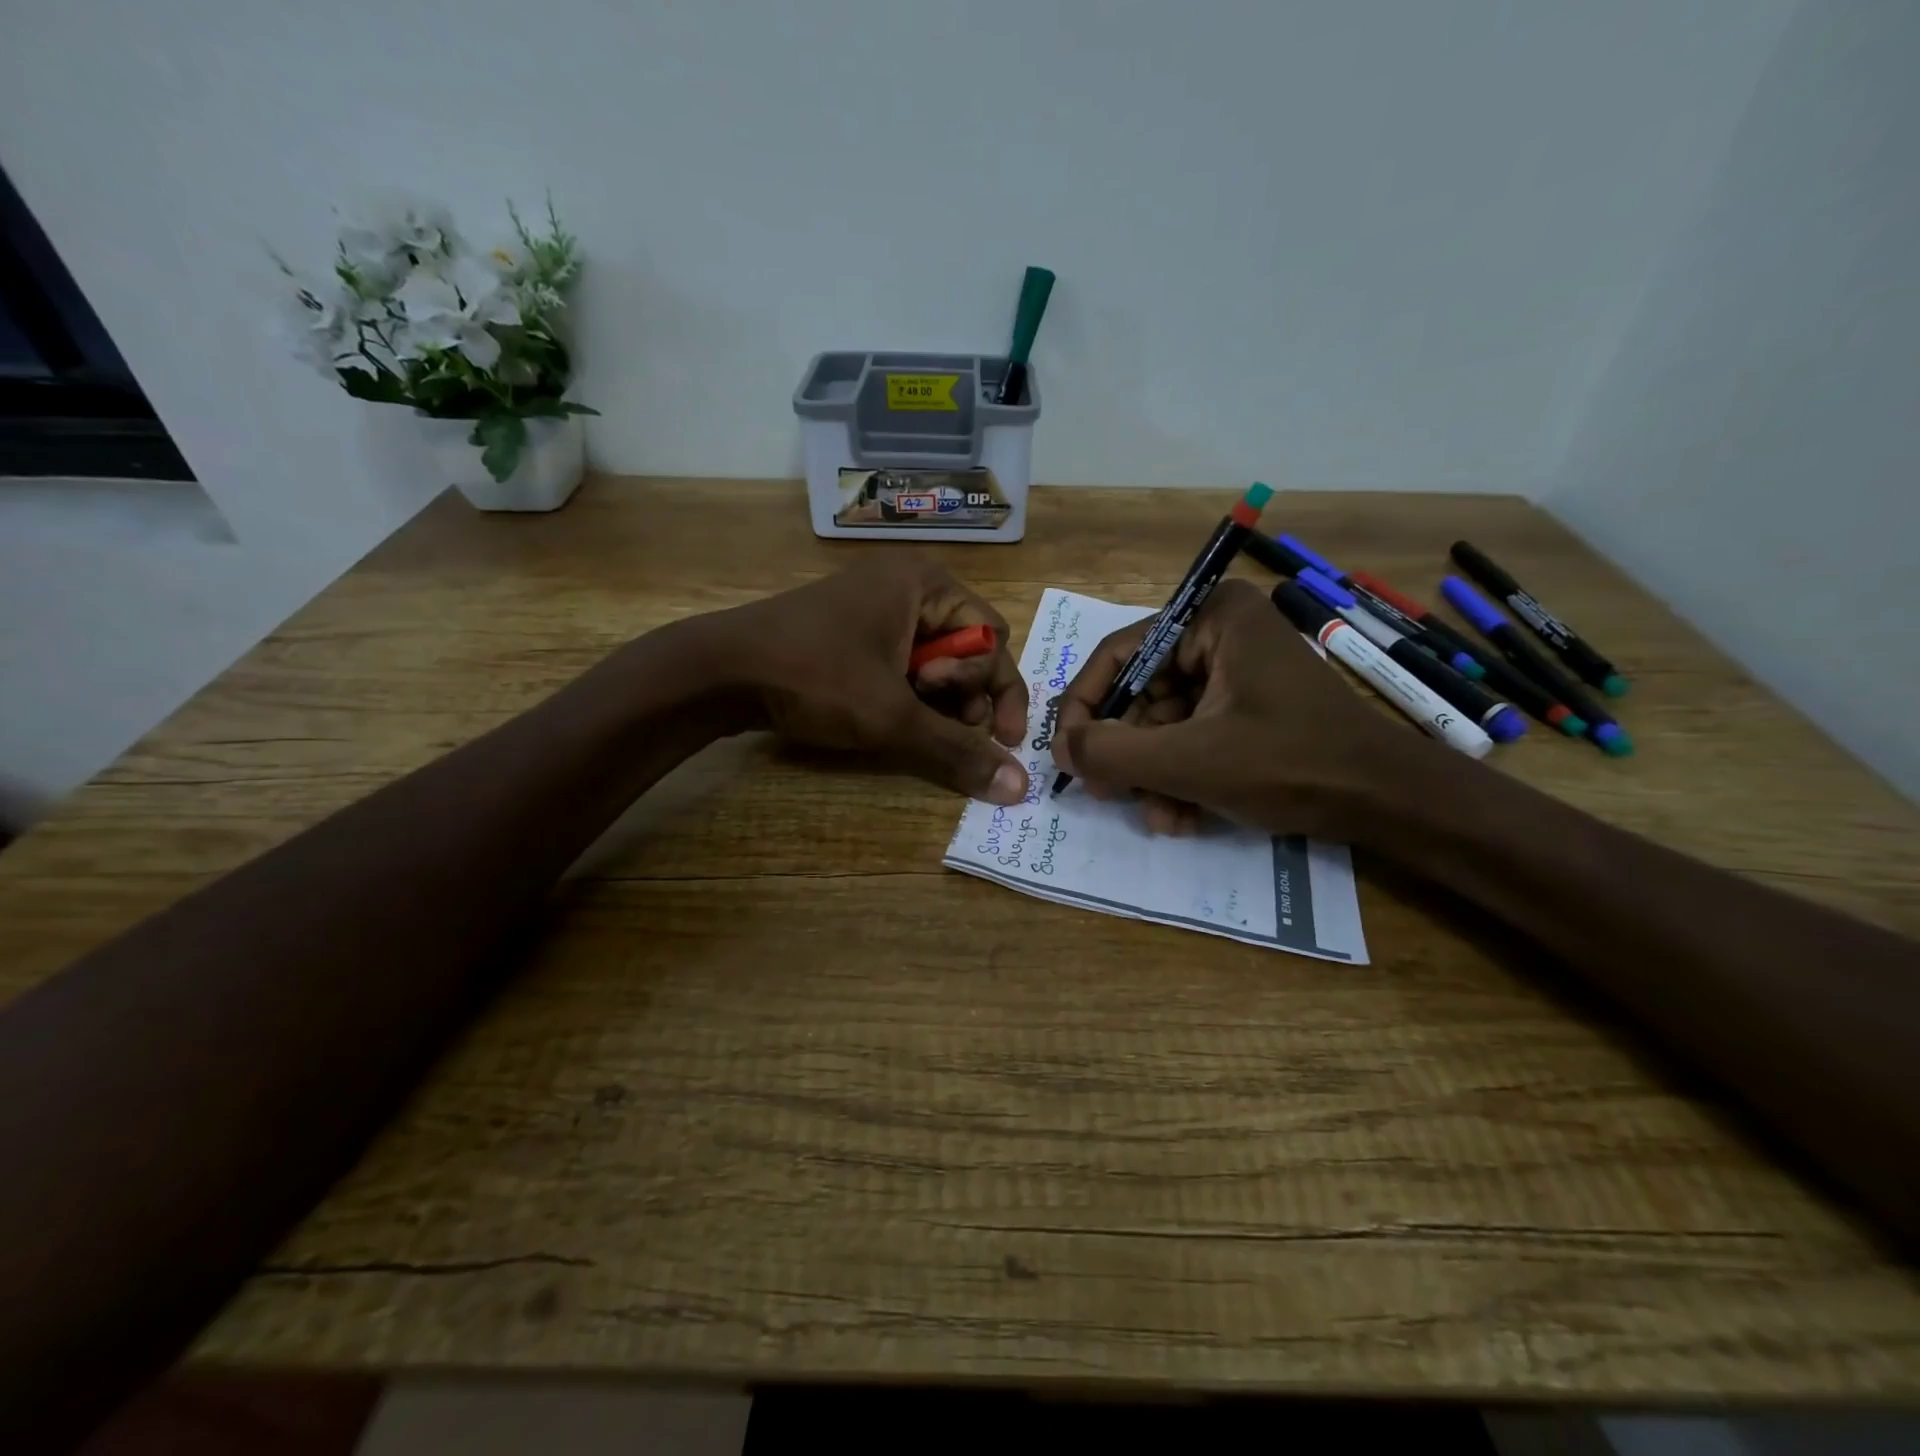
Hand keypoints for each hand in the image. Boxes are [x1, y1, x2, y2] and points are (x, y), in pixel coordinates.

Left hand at [707, 555, 1030, 803]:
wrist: (717, 670)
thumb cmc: (815, 676)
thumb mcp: (892, 717)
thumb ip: (958, 751)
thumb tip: (1019, 789)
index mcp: (927, 584)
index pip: (993, 637)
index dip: (999, 690)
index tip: (996, 738)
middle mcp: (907, 586)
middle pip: (966, 648)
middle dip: (963, 695)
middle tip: (941, 725)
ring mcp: (875, 608)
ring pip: (933, 661)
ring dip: (935, 702)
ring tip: (909, 724)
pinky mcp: (851, 633)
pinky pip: (900, 665)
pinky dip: (906, 696)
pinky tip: (888, 719)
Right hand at [1054, 578, 1409, 836]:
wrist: (1389, 802)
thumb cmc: (1291, 764)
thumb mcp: (1191, 761)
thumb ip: (1113, 753)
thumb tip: (1059, 749)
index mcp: (1211, 618)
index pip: (1118, 655)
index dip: (1084, 708)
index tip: (1067, 757)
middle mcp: (1220, 633)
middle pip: (1140, 693)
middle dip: (1127, 753)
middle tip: (1110, 795)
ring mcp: (1235, 671)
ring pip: (1163, 723)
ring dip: (1152, 775)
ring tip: (1159, 817)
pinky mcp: (1246, 706)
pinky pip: (1191, 735)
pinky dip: (1180, 776)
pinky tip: (1182, 817)